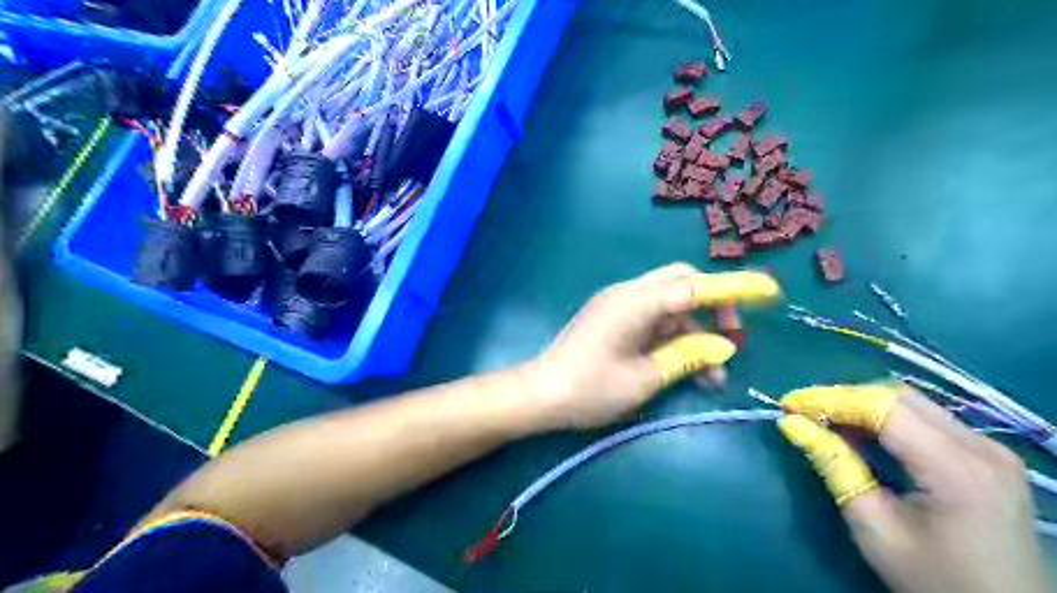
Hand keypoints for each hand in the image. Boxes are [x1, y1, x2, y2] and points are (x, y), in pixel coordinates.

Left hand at [525, 265, 778, 430]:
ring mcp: (619, 303)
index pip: (694, 286)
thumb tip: (724, 347)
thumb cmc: (591, 389)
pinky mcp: (614, 317)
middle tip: (733, 339)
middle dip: (714, 305)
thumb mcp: (645, 378)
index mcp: (635, 302)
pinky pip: (654, 316)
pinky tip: (687, 364)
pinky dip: (675, 334)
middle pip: (682, 282)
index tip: (769, 290)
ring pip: (671, 302)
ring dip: (696, 328)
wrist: (540, 394)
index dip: (734, 287)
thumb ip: (687, 357)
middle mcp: (628, 293)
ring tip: (713, 372)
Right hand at [774, 384, 1051, 592]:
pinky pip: (927, 419)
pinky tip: (862, 434)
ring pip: (911, 402)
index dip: (829, 399)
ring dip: (863, 406)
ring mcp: (990, 449)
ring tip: (824, 422)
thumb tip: (791, 423)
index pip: (881, 407)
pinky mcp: (988, 456)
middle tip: (804, 413)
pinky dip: (886, 419)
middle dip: (843, 398)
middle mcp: (980, 446)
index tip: (787, 405)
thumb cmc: (934, 579)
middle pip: (897, 396)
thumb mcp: (873, 526)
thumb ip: (834, 466)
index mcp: (956, 467)